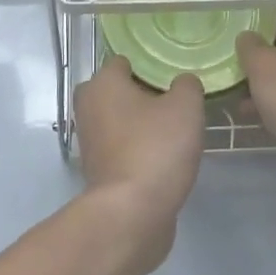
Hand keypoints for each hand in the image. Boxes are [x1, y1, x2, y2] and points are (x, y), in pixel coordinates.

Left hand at [73, 57, 204, 264]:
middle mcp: (88, 107)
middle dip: (148, 95)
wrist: (132, 213)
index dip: (152, 67)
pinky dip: (140, 148)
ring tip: (177, 131)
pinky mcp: (98, 169)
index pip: (126, 62)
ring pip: (123, 120)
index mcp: (102, 83)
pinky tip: (165, 157)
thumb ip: (187, 85)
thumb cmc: (156, 148)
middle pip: (122, 91)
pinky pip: (124, 147)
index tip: (176, 78)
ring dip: (144, 124)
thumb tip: (182, 84)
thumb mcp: (186, 106)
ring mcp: (90, 141)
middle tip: (179, 104)